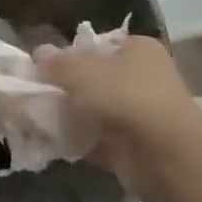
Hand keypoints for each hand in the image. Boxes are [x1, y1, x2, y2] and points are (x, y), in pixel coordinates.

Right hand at [37, 35, 201, 201]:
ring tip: (36, 116)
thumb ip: (57, 63)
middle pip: (95, 78)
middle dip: (66, 87)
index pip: (99, 45)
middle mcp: (142, 78)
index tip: (44, 66)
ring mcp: (139, 115)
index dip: (71, 53)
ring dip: (69, 115)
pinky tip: (49, 140)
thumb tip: (38, 54)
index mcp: (139, 50)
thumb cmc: (126, 97)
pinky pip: (95, 139)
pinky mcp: (132, 147)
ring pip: (94, 110)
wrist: (166, 157)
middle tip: (35, 91)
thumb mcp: (82, 71)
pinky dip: (76, 140)